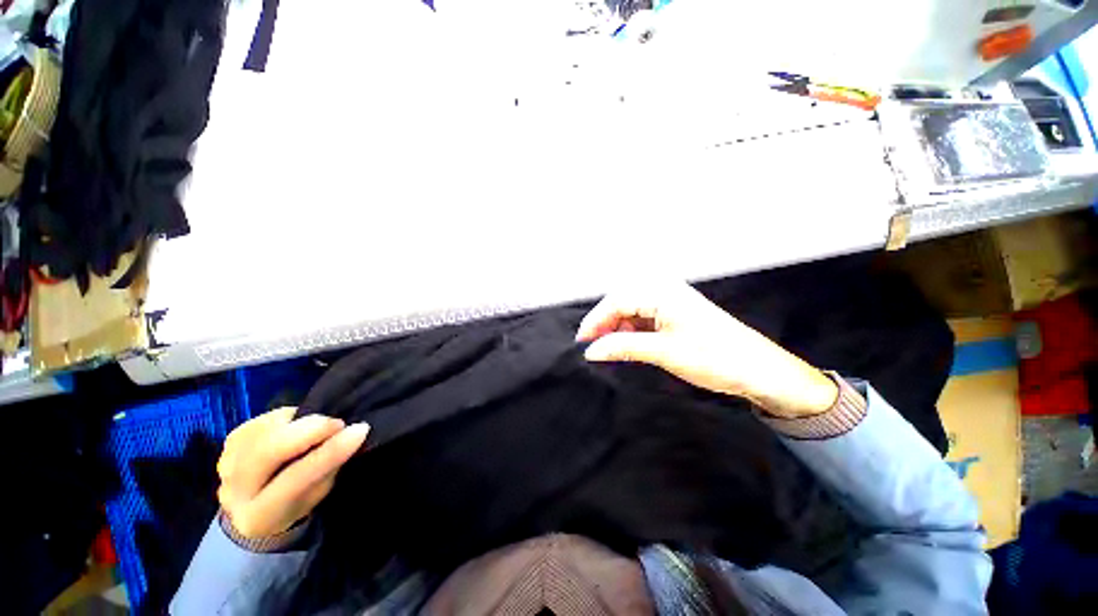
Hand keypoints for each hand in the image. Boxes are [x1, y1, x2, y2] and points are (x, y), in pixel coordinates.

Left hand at [217, 407, 369, 538]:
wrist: (255, 506)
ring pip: (263, 432)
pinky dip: (286, 418)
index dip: (330, 451)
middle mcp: (232, 493)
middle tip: (338, 423)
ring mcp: (225, 465)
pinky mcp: (228, 444)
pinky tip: (297, 425)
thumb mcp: (319, 493)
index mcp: (259, 517)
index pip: (296, 479)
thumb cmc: (297, 502)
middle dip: (308, 430)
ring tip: (320, 425)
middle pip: (267, 452)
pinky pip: (259, 422)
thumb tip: (353, 433)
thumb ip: (329, 466)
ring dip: (299, 422)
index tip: (361, 429)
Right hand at [576, 282, 837, 417]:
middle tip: (593, 347)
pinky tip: (627, 345)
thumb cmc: (715, 357)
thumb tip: (591, 351)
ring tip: (608, 348)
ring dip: (617, 329)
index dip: (596, 321)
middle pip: (621, 303)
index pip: (617, 301)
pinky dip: (631, 332)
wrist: (758, 370)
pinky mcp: (674, 314)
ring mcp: (669, 302)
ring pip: (631, 311)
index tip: (582, 342)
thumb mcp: (663, 352)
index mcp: (662, 292)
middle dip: (605, 324)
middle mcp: (664, 291)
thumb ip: (623, 347)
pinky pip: (643, 318)